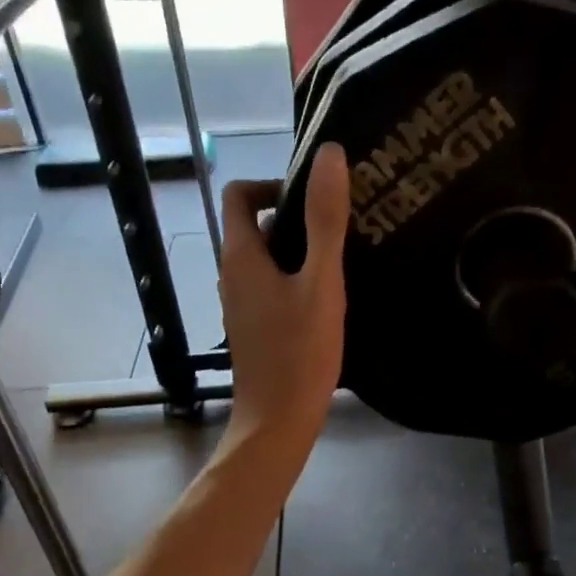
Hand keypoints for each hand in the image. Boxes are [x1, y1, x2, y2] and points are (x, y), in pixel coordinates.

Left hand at [218, 143, 349, 461]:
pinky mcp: (254, 328)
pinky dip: (296, 282)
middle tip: (343, 229)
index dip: (274, 184)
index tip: (315, 199)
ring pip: (268, 260)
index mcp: (241, 256)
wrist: (278, 421)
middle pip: (257, 226)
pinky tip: (329, 301)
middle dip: (297, 219)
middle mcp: (232, 274)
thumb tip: (329, 154)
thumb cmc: (299, 352)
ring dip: (300, 253)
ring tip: (343, 263)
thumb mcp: (321, 283)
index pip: (240, 194)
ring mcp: (241, 304)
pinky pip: (272, 288)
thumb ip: (326, 220)